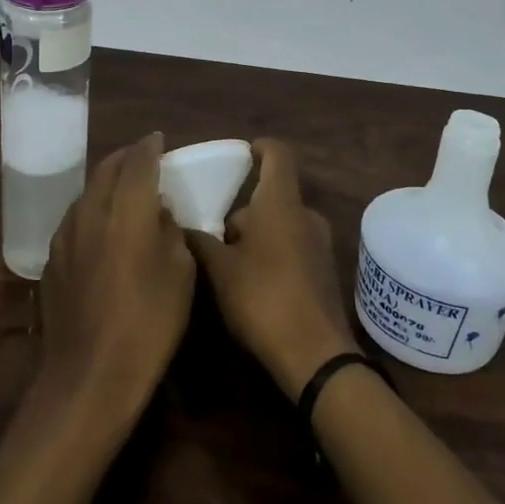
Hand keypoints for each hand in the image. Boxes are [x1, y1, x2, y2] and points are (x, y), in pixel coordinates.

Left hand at [38, 133, 194, 427]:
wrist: (89, 375)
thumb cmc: (148, 324)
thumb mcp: (180, 274)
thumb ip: (170, 231)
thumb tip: (158, 212)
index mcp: (126, 209)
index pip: (138, 161)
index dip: (150, 147)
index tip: (160, 140)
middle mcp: (90, 210)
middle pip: (106, 168)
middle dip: (126, 158)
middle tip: (143, 160)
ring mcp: (65, 234)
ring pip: (87, 192)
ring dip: (107, 183)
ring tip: (124, 191)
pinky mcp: (51, 259)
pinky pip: (75, 218)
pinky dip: (92, 210)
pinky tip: (102, 227)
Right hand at [186, 139, 358, 398]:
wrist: (315, 355)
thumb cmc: (263, 297)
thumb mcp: (219, 269)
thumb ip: (200, 241)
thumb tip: (179, 224)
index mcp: (281, 202)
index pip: (278, 154)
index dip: (260, 147)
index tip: (242, 153)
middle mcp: (306, 215)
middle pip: (273, 195)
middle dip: (245, 210)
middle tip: (214, 232)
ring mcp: (320, 245)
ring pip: (282, 225)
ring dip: (258, 236)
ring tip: (227, 262)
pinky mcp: (325, 273)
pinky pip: (294, 248)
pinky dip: (273, 255)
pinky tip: (252, 284)